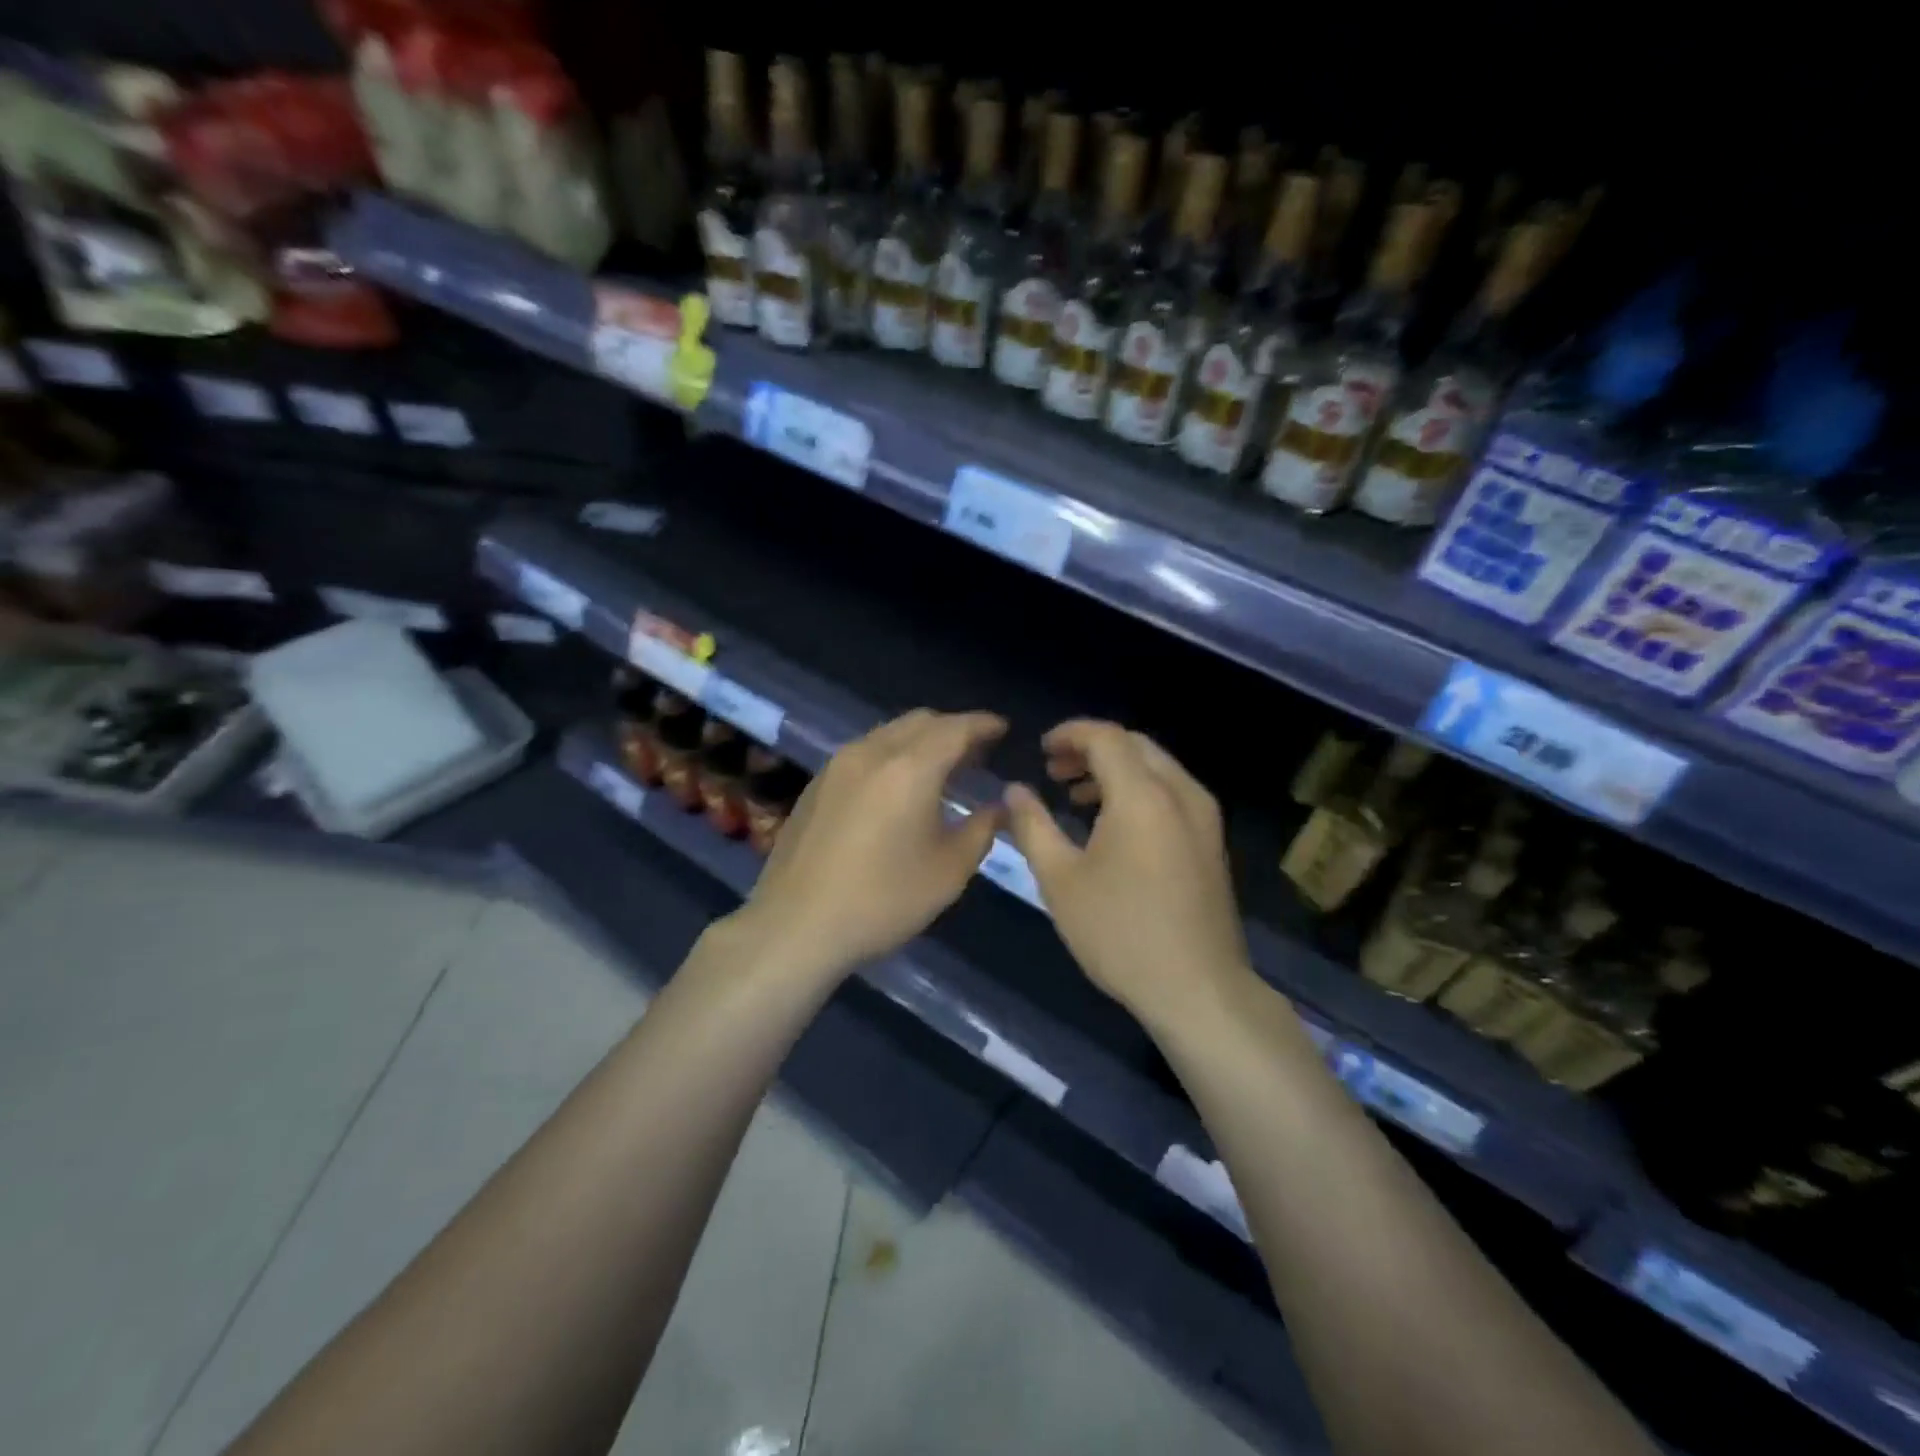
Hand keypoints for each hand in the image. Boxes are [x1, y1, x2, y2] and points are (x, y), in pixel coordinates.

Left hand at [734, 709, 1006, 982]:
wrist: (796, 925)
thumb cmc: (883, 900)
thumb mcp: (949, 871)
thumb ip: (982, 829)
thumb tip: (1000, 807)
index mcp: (910, 768)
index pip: (956, 728)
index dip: (984, 725)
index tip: (1003, 729)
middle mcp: (872, 752)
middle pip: (921, 722)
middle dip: (953, 729)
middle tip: (977, 753)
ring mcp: (838, 765)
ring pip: (889, 733)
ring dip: (921, 741)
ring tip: (941, 769)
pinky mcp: (817, 783)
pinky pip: (866, 751)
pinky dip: (893, 755)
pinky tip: (897, 788)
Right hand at [1004, 720, 1252, 1032]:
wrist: (1198, 989)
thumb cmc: (1120, 933)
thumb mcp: (1060, 880)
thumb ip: (1033, 825)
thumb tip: (1014, 790)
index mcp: (1143, 795)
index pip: (1106, 737)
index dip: (1070, 734)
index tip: (1040, 749)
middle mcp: (1181, 793)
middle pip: (1134, 745)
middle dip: (1091, 749)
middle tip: (1053, 771)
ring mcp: (1203, 817)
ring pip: (1156, 768)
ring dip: (1115, 770)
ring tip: (1075, 796)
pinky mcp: (1211, 841)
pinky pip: (1172, 793)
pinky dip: (1138, 790)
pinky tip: (1112, 825)